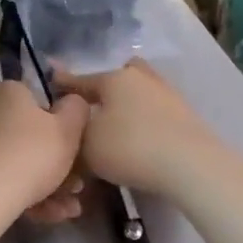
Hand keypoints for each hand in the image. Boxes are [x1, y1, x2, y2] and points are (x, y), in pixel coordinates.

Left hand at [0, 79, 91, 225]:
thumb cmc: (31, 156)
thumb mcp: (69, 130)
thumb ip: (77, 109)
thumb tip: (73, 100)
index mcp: (7, 90)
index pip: (39, 101)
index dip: (60, 127)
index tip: (75, 153)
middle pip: (28, 136)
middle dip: (56, 165)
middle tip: (75, 189)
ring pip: (15, 161)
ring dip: (45, 186)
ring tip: (65, 210)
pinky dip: (21, 194)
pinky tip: (42, 215)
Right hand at [52, 60, 223, 197]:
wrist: (191, 165)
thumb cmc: (129, 148)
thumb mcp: (86, 145)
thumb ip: (72, 133)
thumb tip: (71, 126)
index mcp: (113, 78)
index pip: (80, 80)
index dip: (62, 86)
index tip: (51, 85)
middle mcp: (140, 78)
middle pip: (117, 78)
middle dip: (103, 90)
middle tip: (92, 109)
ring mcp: (167, 94)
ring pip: (138, 93)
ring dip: (126, 105)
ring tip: (115, 128)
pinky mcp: (185, 115)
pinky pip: (154, 111)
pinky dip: (143, 120)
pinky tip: (138, 138)